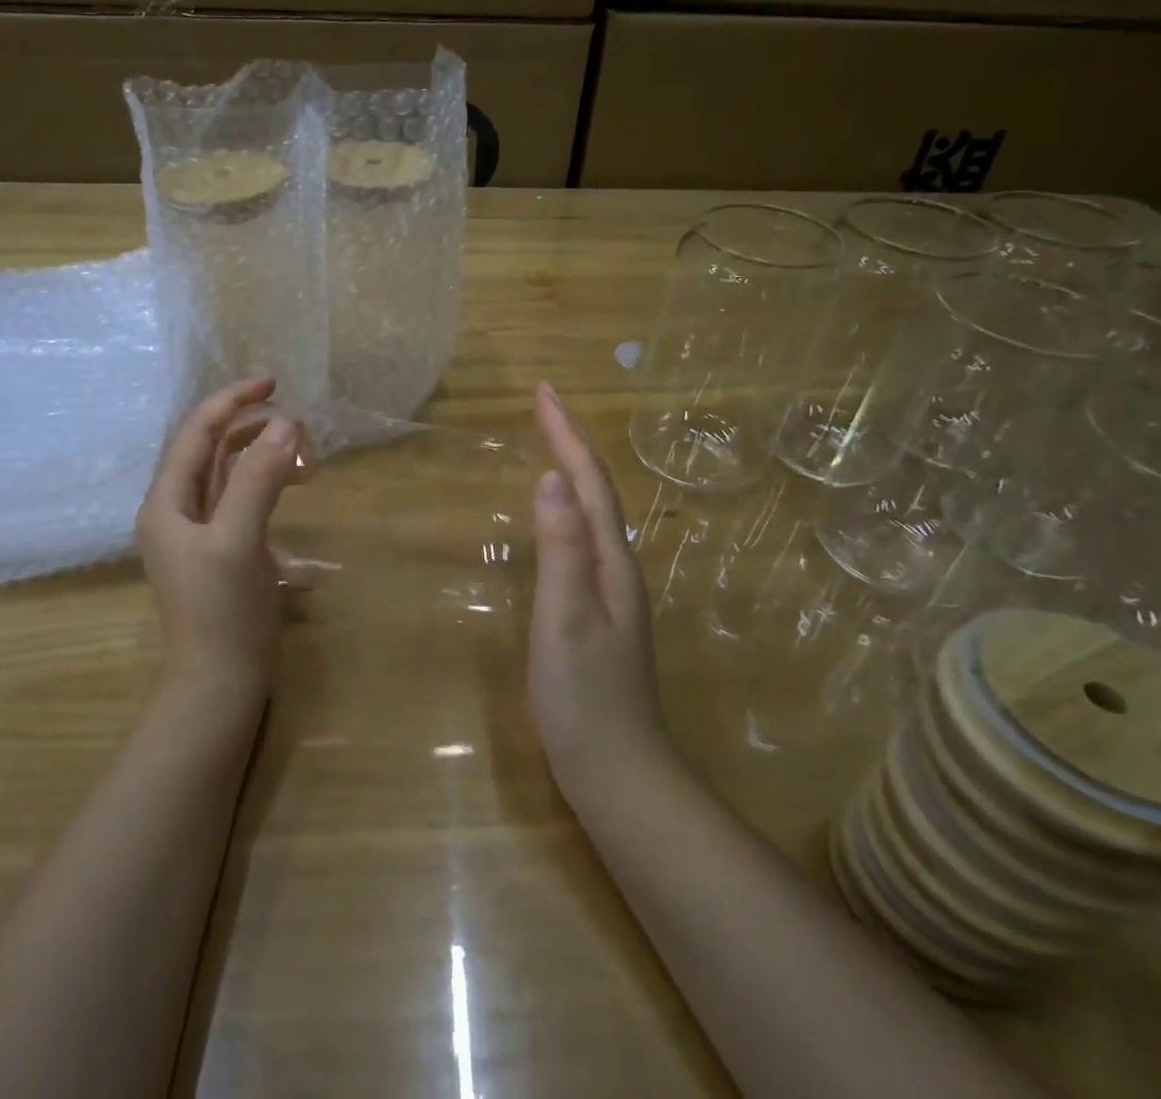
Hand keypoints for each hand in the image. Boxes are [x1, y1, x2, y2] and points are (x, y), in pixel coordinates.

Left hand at [137, 378, 303, 697]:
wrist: (219, 686)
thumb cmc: (222, 611)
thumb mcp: (239, 539)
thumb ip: (259, 479)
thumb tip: (286, 423)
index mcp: (168, 502)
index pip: (196, 432)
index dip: (232, 402)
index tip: (273, 383)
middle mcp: (179, 513)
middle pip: (214, 453)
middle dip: (255, 433)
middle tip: (299, 427)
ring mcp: (202, 537)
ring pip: (234, 482)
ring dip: (268, 467)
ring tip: (309, 469)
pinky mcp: (226, 557)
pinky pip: (249, 514)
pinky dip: (275, 508)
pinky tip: (305, 540)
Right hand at [529, 382, 673, 794]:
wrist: (617, 769)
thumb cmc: (584, 696)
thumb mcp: (565, 617)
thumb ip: (561, 548)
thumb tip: (553, 477)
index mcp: (610, 560)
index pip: (591, 481)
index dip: (567, 434)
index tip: (544, 391)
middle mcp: (617, 565)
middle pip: (598, 488)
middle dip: (572, 440)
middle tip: (543, 405)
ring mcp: (611, 589)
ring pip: (594, 511)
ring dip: (574, 469)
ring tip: (550, 442)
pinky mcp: (598, 609)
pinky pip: (583, 537)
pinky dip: (569, 506)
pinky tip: (557, 515)